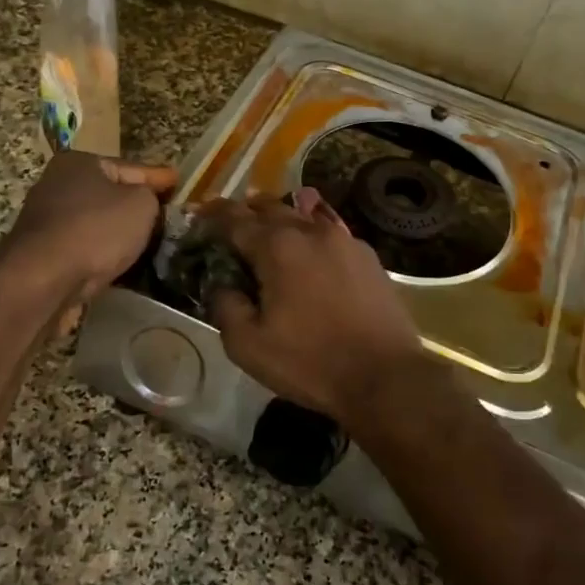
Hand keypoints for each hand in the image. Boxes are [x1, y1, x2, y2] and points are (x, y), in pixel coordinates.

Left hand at [6, 152, 177, 306]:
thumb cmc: (96, 230)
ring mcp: (47, 221)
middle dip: (137, 205)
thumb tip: (146, 202)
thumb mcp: (140, 204)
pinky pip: (86, 248)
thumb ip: (151, 196)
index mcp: (79, 162)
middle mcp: (57, 185)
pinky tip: (122, 265)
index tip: (179, 182)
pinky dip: (103, 254)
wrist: (43, 279)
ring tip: (149, 244)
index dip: (159, 177)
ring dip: (119, 233)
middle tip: (167, 216)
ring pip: (97, 223)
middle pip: (110, 194)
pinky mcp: (44, 254)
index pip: (131, 167)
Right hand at [199, 189, 430, 424]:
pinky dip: (311, 234)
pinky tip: (310, 249)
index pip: (235, 219)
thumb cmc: (310, 362)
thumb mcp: (248, 345)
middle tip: (231, 225)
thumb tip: (222, 285)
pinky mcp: (368, 258)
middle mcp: (311, 232)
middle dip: (246, 212)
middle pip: (271, 208)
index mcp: (277, 247)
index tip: (200, 215)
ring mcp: (345, 241)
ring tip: (269, 231)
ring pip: (304, 216)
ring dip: (281, 219)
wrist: (385, 377)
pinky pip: (330, 233)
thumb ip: (225, 307)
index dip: (213, 215)